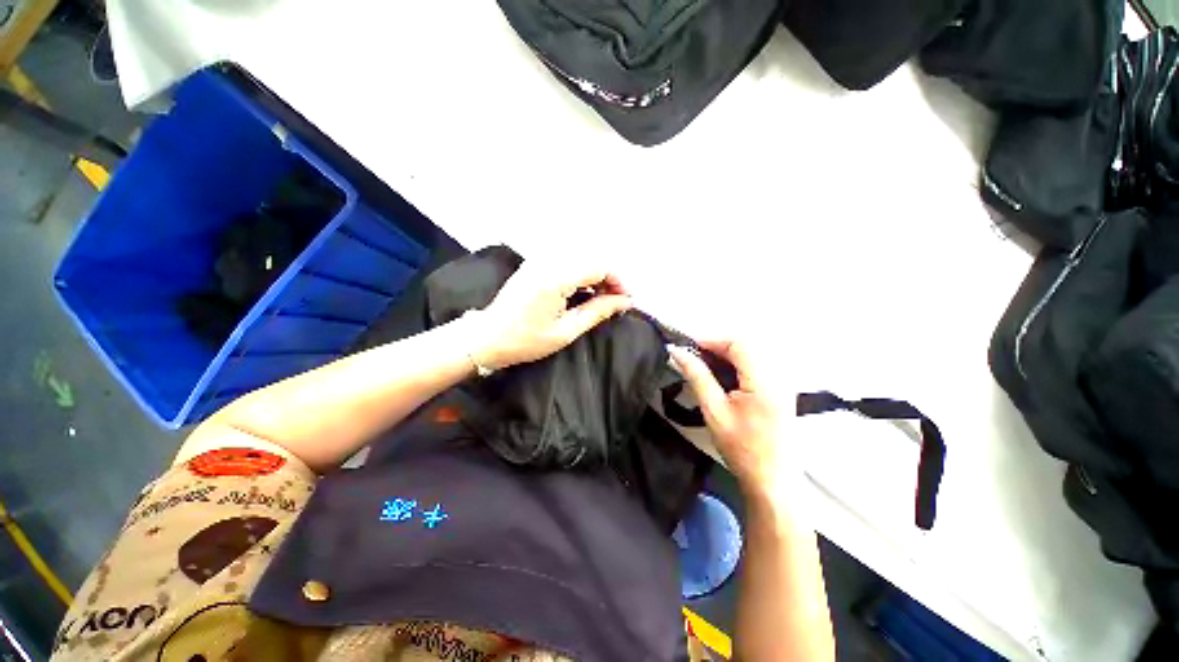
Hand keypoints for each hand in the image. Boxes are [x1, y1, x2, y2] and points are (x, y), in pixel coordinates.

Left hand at [471, 262, 631, 369]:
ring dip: (596, 277)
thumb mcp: (566, 331)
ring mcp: (539, 259)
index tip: (626, 301)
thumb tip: (625, 302)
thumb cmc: (525, 340)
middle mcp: (548, 261)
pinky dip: (581, 275)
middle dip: (609, 279)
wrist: (487, 337)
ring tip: (602, 301)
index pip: (599, 266)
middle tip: (616, 303)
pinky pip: (567, 262)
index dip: (618, 282)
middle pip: (592, 259)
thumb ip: (597, 312)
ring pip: (581, 259)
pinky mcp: (534, 263)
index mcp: (555, 278)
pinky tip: (583, 293)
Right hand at [668, 340, 795, 499]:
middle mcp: (780, 377)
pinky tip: (724, 378)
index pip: (738, 344)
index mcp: (765, 381)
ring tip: (705, 367)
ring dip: (727, 356)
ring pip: (752, 355)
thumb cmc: (741, 448)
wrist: (772, 481)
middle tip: (694, 358)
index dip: (712, 340)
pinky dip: (738, 366)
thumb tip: (677, 351)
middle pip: (747, 346)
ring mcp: (785, 384)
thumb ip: (697, 376)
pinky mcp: (783, 391)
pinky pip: (758, 366)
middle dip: (718, 347)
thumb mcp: (714, 410)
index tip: (688, 347)